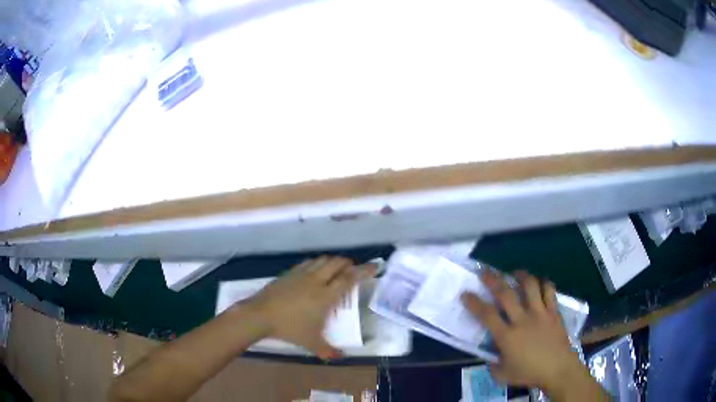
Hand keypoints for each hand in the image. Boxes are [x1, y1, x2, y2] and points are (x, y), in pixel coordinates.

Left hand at [243, 256, 374, 359]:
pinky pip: (308, 262)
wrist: (261, 315)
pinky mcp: (290, 273)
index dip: (363, 271)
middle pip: (337, 264)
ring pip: (322, 260)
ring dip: (333, 262)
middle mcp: (316, 281)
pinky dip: (317, 263)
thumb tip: (340, 357)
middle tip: (353, 270)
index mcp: (325, 296)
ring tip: (336, 269)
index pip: (349, 278)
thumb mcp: (311, 342)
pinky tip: (315, 270)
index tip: (374, 266)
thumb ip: (328, 350)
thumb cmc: (289, 328)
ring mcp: (302, 275)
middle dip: (348, 264)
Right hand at [461, 270, 583, 392]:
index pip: (486, 315)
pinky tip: (540, 283)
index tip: (465, 294)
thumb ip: (492, 365)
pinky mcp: (553, 312)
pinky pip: (549, 291)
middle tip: (485, 271)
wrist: (558, 369)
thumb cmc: (529, 373)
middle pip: (506, 294)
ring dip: (521, 276)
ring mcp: (540, 313)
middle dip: (493, 280)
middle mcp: (522, 319)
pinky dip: (544, 283)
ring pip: (530, 286)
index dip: (474, 303)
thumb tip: (489, 357)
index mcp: (507, 336)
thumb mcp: (503, 375)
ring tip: (515, 272)